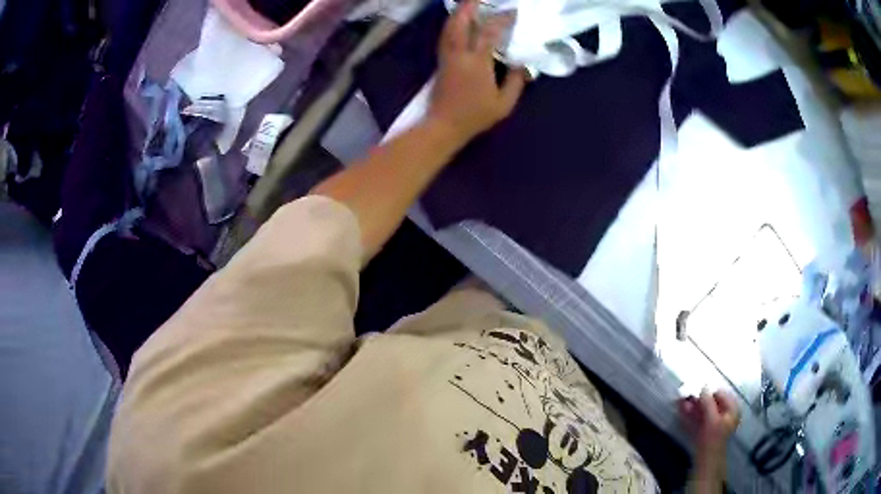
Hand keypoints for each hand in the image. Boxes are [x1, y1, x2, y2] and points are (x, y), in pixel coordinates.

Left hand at [427, 0, 527, 142]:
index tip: (512, 12)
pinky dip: (452, 24)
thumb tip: (522, 65)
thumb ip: (515, 82)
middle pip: (460, 23)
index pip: (488, 32)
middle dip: (469, 6)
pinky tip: (458, 21)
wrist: (444, 125)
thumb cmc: (475, 116)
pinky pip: (446, 36)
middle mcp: (459, 54)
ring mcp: (447, 56)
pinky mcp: (441, 61)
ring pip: (449, 27)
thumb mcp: (504, 104)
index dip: (501, 19)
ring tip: (469, 4)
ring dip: (459, 12)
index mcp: (477, 62)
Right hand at [679, 390, 740, 460]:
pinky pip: (697, 419)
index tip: (696, 388)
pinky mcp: (703, 432)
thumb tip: (703, 386)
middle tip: (685, 394)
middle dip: (697, 399)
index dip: (709, 391)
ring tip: (680, 401)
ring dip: (692, 406)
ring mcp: (713, 424)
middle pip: (711, 403)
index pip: (721, 394)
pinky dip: (690, 414)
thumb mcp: (712, 419)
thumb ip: (708, 403)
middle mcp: (724, 415)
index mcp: (732, 409)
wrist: (705, 464)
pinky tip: (682, 409)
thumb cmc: (713, 440)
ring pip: (702, 411)